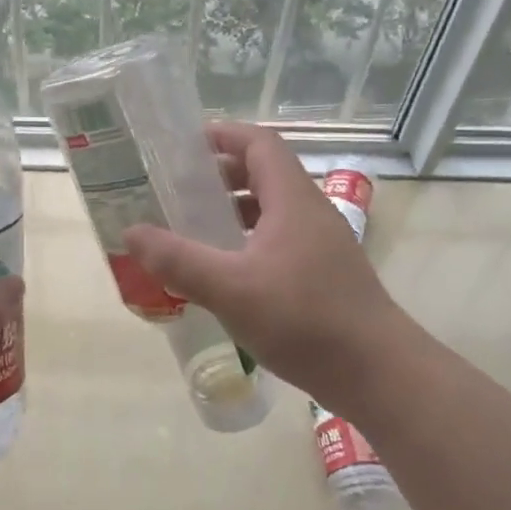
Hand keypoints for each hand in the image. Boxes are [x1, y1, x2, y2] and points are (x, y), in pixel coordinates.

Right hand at [122, 122, 404, 411]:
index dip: (224, 135)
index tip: (184, 145)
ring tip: (194, 226)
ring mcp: (321, 244)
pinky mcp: (324, 274)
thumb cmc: (305, 320)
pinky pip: (279, 239)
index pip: (260, 144)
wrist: (378, 374)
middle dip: (221, 174)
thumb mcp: (231, 289)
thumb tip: (131, 232)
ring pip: (272, 209)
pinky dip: (248, 240)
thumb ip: (179, 259)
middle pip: (265, 173)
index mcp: (292, 201)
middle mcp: (310, 213)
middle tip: (178, 189)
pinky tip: (226, 270)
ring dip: (234, 209)